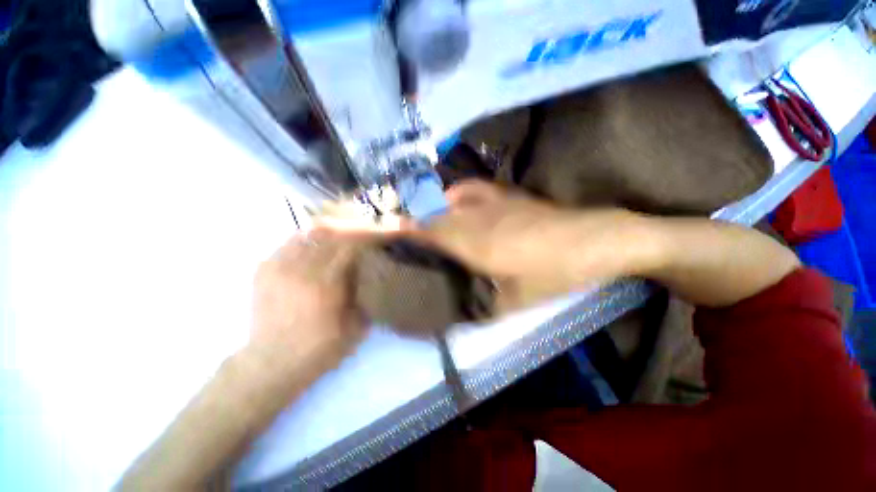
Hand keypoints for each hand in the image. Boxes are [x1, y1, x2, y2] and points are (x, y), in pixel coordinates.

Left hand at [248, 232, 367, 376]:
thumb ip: (368, 296)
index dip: (370, 236)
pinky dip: (310, 239)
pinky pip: (291, 242)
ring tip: (344, 237)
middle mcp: (300, 269)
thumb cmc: (318, 350)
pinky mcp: (264, 269)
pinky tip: (319, 246)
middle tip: (367, 234)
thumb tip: (378, 272)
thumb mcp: (356, 329)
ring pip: (310, 233)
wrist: (271, 364)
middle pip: (332, 234)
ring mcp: (278, 266)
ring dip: (333, 232)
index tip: (383, 236)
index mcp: (325, 284)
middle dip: (355, 230)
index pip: (351, 245)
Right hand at [407, 180, 654, 290]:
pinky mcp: (506, 195)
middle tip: (397, 233)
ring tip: (419, 221)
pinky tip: (452, 197)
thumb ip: (483, 308)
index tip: (384, 235)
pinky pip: (472, 189)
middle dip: (411, 223)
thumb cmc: (554, 273)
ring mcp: (491, 202)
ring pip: (448, 203)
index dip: (404, 233)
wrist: (595, 240)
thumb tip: (460, 316)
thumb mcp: (515, 302)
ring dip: (430, 211)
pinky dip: (456, 193)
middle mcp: (475, 218)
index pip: (428, 234)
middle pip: (434, 217)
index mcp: (474, 244)